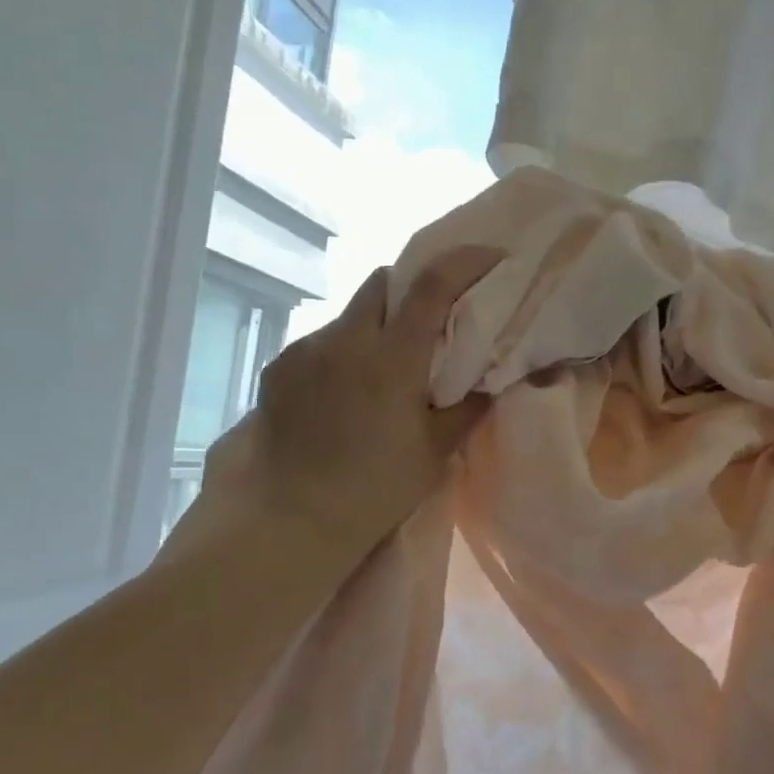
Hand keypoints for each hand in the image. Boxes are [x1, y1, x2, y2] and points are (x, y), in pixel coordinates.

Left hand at [196, 246, 502, 562]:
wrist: (293, 517)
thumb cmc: (376, 487)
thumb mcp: (435, 451)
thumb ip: (468, 406)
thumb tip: (493, 379)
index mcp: (392, 356)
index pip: (432, 285)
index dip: (465, 261)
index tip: (491, 257)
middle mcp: (346, 339)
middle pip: (382, 282)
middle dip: (411, 288)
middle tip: (429, 320)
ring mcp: (306, 350)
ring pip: (350, 314)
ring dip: (374, 326)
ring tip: (382, 369)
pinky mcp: (280, 368)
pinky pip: (321, 343)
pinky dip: (342, 353)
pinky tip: (343, 391)